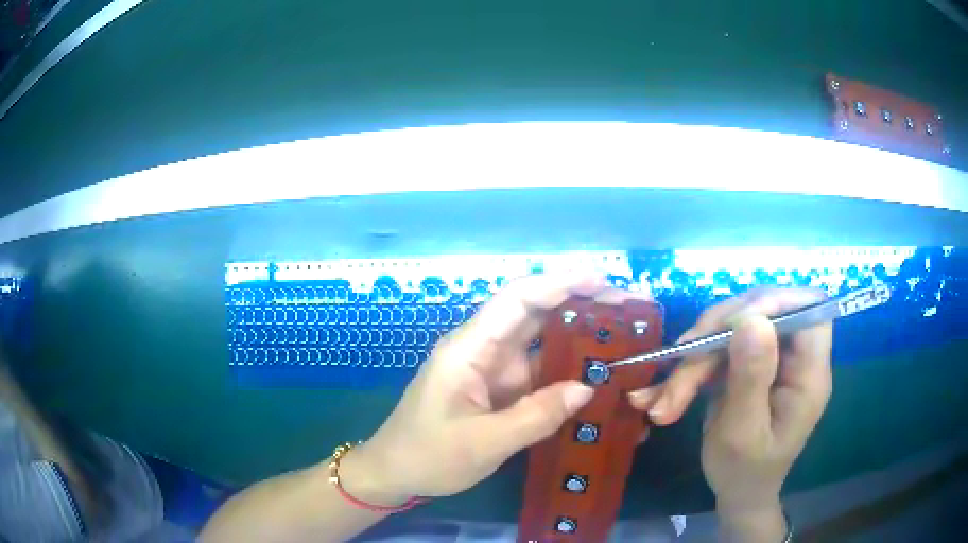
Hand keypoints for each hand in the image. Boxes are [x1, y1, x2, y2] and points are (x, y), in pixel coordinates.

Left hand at [344, 274, 641, 504]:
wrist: (395, 473)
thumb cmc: (429, 456)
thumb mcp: (484, 443)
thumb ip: (537, 416)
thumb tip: (588, 388)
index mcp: (469, 349)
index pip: (517, 300)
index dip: (559, 283)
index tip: (601, 279)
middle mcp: (483, 349)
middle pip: (534, 312)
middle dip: (580, 302)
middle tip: (628, 305)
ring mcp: (492, 369)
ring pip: (540, 340)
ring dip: (579, 333)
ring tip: (624, 331)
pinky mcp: (499, 389)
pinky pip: (538, 370)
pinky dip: (567, 366)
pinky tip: (596, 370)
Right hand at [627, 288, 832, 538]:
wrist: (737, 493)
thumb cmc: (745, 472)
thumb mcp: (743, 433)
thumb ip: (751, 378)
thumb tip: (752, 319)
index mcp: (809, 373)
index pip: (810, 308)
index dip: (776, 302)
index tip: (734, 323)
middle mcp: (793, 357)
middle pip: (762, 311)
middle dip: (716, 335)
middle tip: (681, 364)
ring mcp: (769, 359)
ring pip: (731, 329)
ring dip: (693, 359)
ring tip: (663, 401)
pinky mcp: (747, 365)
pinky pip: (717, 349)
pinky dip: (686, 371)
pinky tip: (660, 398)